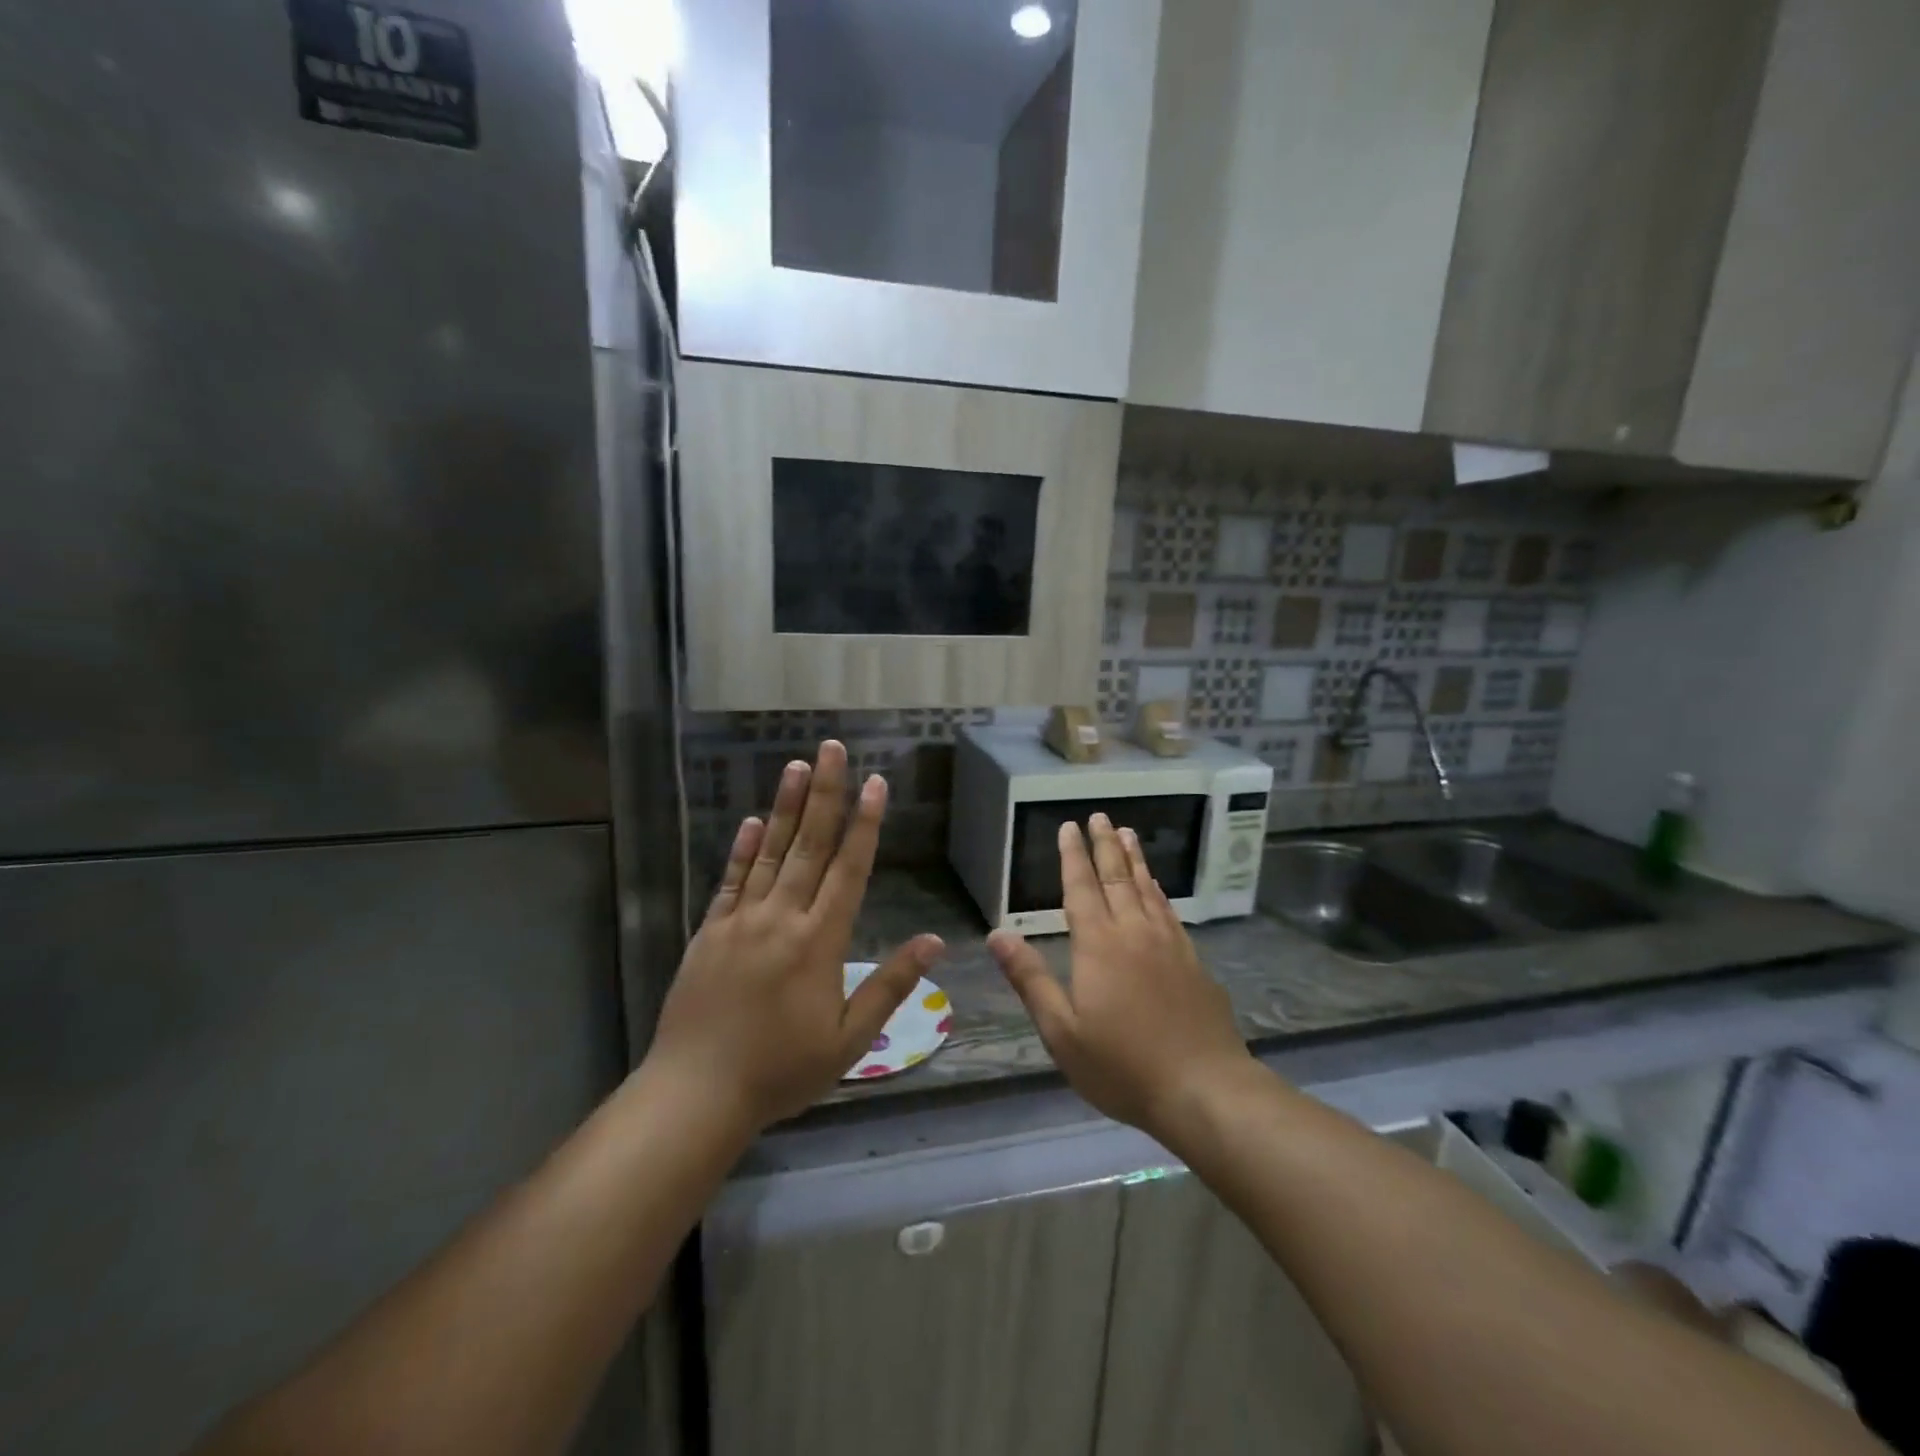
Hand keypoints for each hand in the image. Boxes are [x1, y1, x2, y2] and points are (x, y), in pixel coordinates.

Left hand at [648, 740, 942, 1130]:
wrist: (696, 1093)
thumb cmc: (781, 1071)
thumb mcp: (849, 1040)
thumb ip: (890, 985)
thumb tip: (934, 941)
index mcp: (819, 941)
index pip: (849, 869)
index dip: (865, 823)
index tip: (876, 783)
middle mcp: (782, 917)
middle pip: (810, 845)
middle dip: (827, 794)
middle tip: (832, 749)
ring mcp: (741, 920)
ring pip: (770, 851)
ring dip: (786, 807)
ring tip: (798, 766)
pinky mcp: (710, 930)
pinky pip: (730, 879)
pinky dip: (742, 848)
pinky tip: (751, 820)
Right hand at [988, 814, 1253, 1139]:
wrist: (1204, 1089)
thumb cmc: (1122, 1065)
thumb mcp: (1062, 1031)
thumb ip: (1030, 979)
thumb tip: (997, 934)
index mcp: (1099, 945)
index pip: (1082, 887)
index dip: (1073, 856)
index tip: (1069, 827)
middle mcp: (1134, 932)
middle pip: (1117, 878)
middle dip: (1105, 845)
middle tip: (1099, 816)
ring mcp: (1169, 944)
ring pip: (1147, 889)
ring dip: (1134, 859)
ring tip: (1128, 833)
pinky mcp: (1193, 961)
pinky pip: (1170, 912)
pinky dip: (1159, 891)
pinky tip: (1156, 887)